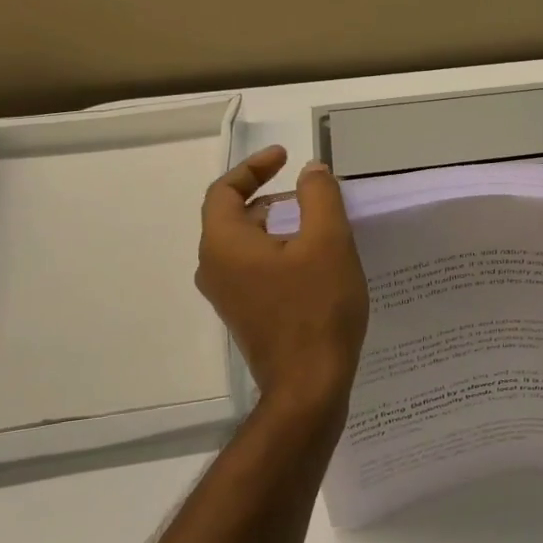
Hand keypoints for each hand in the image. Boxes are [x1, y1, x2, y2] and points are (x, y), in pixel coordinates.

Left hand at [196, 146, 368, 421]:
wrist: (309, 386)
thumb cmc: (317, 308)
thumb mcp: (328, 241)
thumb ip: (319, 196)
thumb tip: (310, 171)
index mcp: (224, 244)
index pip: (225, 190)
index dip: (254, 166)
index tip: (286, 157)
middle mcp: (214, 268)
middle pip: (235, 216)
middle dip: (272, 196)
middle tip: (311, 193)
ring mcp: (228, 296)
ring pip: (247, 244)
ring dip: (278, 224)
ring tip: (319, 224)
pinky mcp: (246, 315)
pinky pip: (255, 268)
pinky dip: (279, 251)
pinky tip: (315, 261)